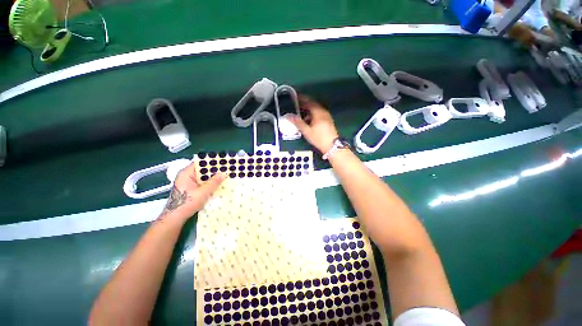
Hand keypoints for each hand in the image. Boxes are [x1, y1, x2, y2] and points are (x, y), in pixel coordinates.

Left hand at [156, 163, 225, 222]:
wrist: (175, 218)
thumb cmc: (187, 203)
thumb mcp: (203, 192)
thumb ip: (214, 182)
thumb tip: (224, 173)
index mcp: (186, 173)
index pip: (200, 163)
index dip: (211, 162)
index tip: (222, 162)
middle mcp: (185, 176)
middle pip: (201, 170)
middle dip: (213, 171)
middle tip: (226, 170)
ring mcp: (187, 183)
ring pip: (202, 177)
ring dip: (212, 178)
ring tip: (224, 177)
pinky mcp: (189, 189)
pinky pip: (201, 183)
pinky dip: (208, 184)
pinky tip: (217, 185)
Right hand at [288, 95, 338, 152]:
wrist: (332, 146)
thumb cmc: (318, 138)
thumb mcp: (306, 131)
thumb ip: (298, 122)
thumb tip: (288, 116)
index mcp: (318, 112)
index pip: (309, 102)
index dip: (302, 99)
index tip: (295, 97)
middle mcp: (323, 112)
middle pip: (313, 105)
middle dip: (305, 104)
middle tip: (297, 104)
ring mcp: (327, 116)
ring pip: (317, 109)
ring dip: (309, 109)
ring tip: (301, 112)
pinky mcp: (328, 121)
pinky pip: (319, 113)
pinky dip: (313, 114)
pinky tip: (309, 119)